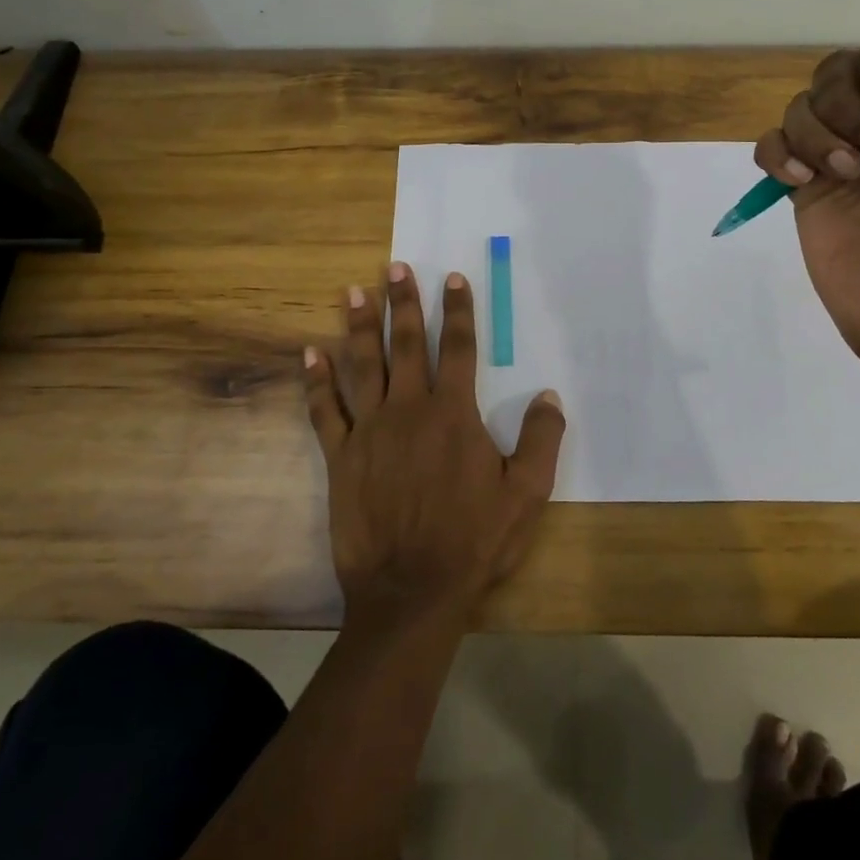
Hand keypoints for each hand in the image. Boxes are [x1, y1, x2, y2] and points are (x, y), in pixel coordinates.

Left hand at [303, 262, 565, 630]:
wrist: (412, 591)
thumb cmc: (474, 541)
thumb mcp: (526, 493)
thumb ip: (541, 439)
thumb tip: (549, 395)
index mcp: (454, 413)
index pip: (459, 348)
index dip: (459, 310)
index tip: (453, 278)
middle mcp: (409, 409)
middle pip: (407, 344)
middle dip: (404, 303)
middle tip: (395, 268)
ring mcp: (370, 431)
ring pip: (363, 365)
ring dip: (359, 327)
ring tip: (354, 292)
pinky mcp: (341, 457)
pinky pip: (326, 411)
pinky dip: (317, 382)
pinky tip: (310, 355)